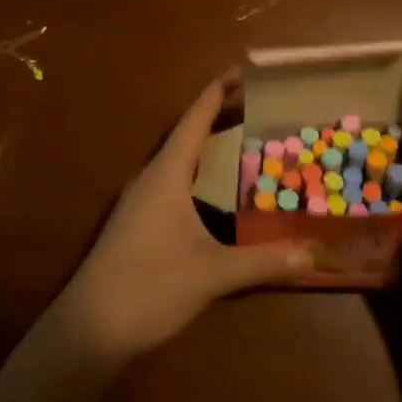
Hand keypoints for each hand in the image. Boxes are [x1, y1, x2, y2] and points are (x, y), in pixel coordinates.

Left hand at [56, 70, 313, 363]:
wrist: (87, 331)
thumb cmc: (149, 287)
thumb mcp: (212, 274)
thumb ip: (263, 261)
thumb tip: (313, 253)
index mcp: (167, 174)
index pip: (195, 119)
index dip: (218, 91)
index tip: (243, 70)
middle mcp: (151, 178)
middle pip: (188, 134)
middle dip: (220, 116)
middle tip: (259, 106)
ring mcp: (139, 202)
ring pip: (178, 161)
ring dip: (208, 146)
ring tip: (244, 141)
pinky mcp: (136, 225)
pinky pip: (172, 183)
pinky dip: (199, 175)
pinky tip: (216, 194)